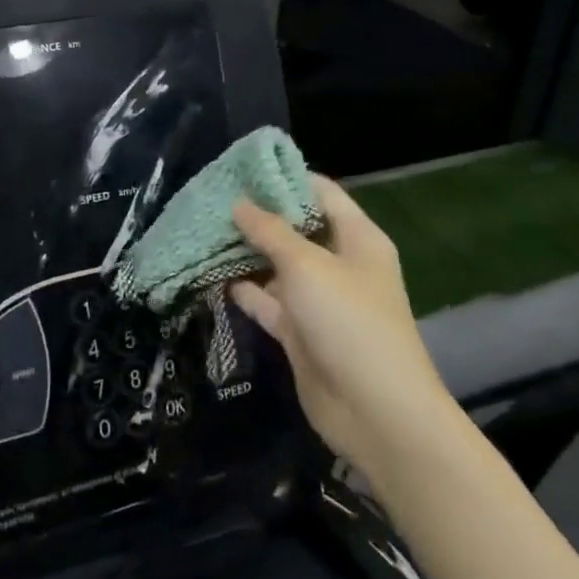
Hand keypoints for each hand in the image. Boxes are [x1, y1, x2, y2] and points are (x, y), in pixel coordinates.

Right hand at [229, 176, 453, 475]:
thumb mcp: (307, 265)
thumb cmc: (348, 321)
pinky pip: (267, 301)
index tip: (243, 167)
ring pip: (276, 266)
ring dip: (245, 252)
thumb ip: (269, 231)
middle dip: (257, 215)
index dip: (286, 178)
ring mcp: (318, 300)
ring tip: (202, 230)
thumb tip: (239, 203)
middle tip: (212, 198)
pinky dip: (243, 290)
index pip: (321, 193)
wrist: (375, 411)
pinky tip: (210, 274)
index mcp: (357, 239)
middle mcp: (339, 264)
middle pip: (295, 228)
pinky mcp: (300, 331)